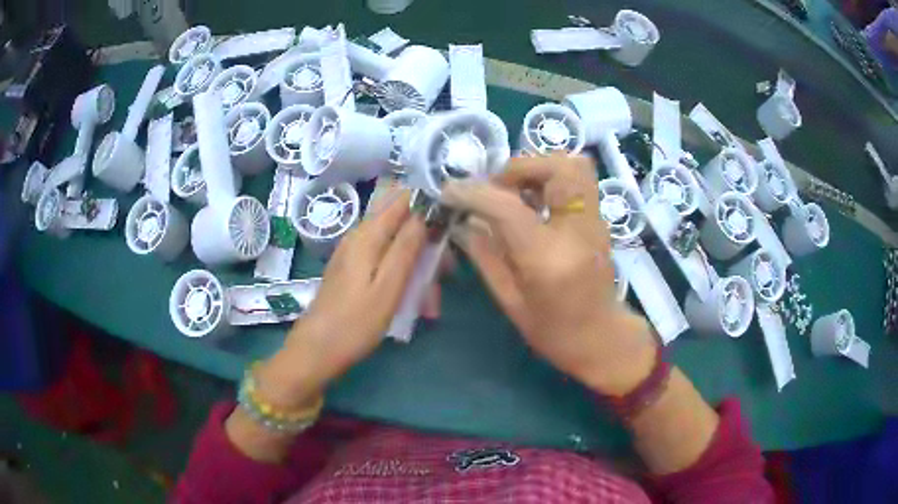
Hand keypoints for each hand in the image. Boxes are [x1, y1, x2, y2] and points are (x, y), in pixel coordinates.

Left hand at [258, 191, 426, 408]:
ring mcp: (353, 254)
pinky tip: (412, 304)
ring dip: (417, 268)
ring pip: (395, 247)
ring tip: (429, 304)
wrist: (317, 350)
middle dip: (427, 245)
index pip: (402, 200)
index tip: (450, 225)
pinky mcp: (352, 271)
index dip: (429, 205)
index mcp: (368, 235)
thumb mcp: (388, 286)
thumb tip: (425, 212)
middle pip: (401, 225)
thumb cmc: (356, 322)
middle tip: (445, 275)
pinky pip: (384, 263)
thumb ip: (406, 246)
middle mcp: (359, 237)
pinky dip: (402, 278)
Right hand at [444, 155, 656, 395]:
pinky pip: (578, 182)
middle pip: (558, 167)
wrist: (602, 340)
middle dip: (520, 166)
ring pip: (574, 166)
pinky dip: (551, 180)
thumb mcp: (510, 301)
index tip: (450, 191)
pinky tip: (533, 203)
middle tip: (497, 188)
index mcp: (548, 259)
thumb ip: (485, 254)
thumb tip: (462, 221)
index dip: (473, 192)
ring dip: (538, 169)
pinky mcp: (599, 221)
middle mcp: (578, 231)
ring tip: (514, 192)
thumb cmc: (554, 332)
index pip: (508, 207)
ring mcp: (595, 223)